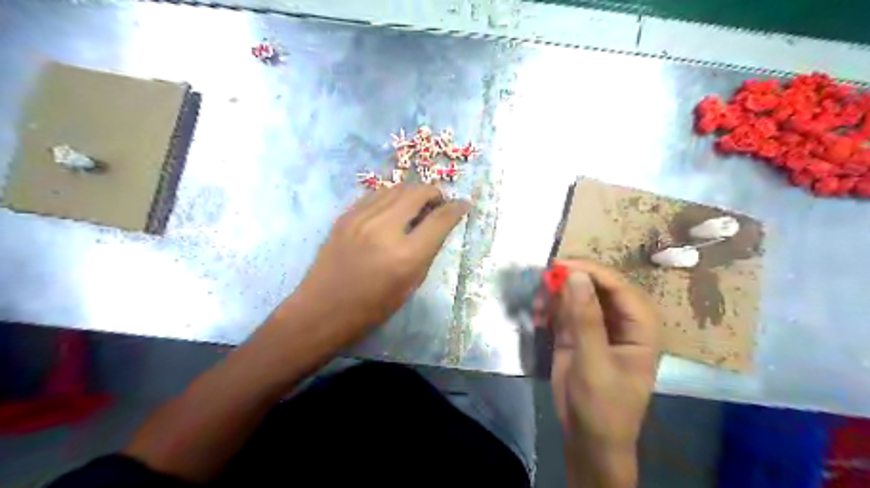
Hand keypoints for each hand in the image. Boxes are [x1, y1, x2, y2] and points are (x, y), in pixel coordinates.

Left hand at [292, 184, 468, 341]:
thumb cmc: (372, 308)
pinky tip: (393, 207)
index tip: (464, 204)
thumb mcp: (410, 285)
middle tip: (439, 203)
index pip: (440, 219)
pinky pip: (375, 195)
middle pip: (418, 192)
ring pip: (396, 188)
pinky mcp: (345, 216)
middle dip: (435, 193)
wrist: (322, 310)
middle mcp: (385, 229)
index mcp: (406, 255)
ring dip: (413, 192)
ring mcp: (361, 218)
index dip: (457, 208)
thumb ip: (427, 252)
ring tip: (417, 204)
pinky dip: (391, 196)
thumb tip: (438, 226)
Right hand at [550, 260, 658, 487]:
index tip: (560, 265)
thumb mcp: (594, 363)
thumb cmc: (603, 406)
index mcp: (640, 326)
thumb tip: (575, 276)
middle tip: (542, 281)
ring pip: (578, 295)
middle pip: (597, 286)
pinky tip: (538, 316)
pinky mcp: (578, 333)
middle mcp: (621, 320)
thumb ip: (585, 319)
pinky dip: (549, 308)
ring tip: (537, 304)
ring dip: (556, 295)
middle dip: (569, 281)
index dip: (591, 271)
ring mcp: (598, 325)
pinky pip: (564, 310)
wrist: (588, 438)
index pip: (619, 287)